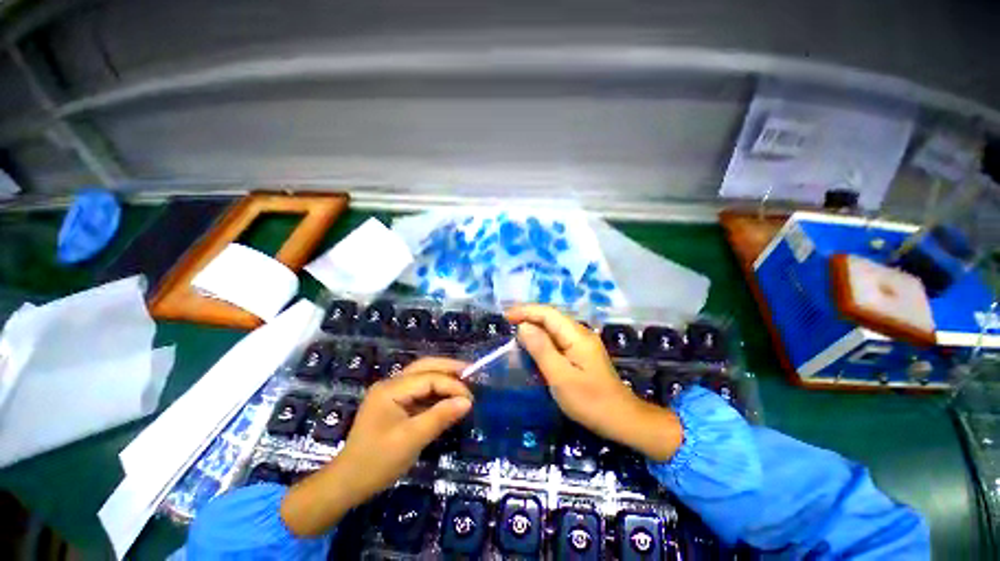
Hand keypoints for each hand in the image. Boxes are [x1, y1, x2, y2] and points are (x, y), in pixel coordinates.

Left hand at [280, 357, 471, 535]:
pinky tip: (448, 396)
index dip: (452, 385)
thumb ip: (440, 417)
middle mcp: (391, 384)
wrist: (346, 484)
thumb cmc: (376, 463)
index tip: (471, 398)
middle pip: (425, 366)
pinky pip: (419, 390)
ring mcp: (391, 393)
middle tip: (472, 372)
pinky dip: (436, 391)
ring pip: (423, 375)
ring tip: (465, 381)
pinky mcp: (394, 404)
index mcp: (391, 389)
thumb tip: (467, 401)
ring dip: (443, 377)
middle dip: (449, 368)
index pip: (429, 378)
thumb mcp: (411, 440)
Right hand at [506, 304, 681, 461]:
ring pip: (554, 327)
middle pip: (551, 317)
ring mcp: (582, 342)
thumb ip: (541, 349)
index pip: (548, 313)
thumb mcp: (561, 377)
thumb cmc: (590, 401)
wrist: (622, 419)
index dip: (525, 311)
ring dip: (534, 325)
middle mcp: (580, 333)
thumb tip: (524, 326)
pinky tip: (534, 345)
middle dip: (528, 316)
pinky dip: (542, 337)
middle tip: (507, 323)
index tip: (505, 317)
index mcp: (576, 335)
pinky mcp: (582, 352)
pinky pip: (558, 338)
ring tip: (515, 331)